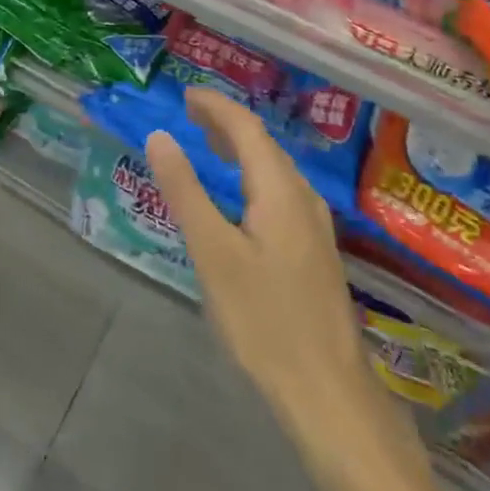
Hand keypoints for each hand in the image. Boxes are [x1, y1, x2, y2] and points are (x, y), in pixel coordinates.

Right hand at [145, 89, 391, 446]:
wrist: (329, 395)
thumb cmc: (265, 320)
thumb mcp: (213, 253)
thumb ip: (185, 191)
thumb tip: (159, 136)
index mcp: (280, 189)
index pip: (246, 127)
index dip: (216, 106)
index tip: (184, 95)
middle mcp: (302, 197)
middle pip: (263, 143)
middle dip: (226, 123)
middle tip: (189, 115)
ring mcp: (313, 226)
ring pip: (274, 168)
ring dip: (241, 148)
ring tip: (208, 145)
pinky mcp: (314, 251)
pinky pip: (280, 191)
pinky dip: (252, 175)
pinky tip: (240, 197)